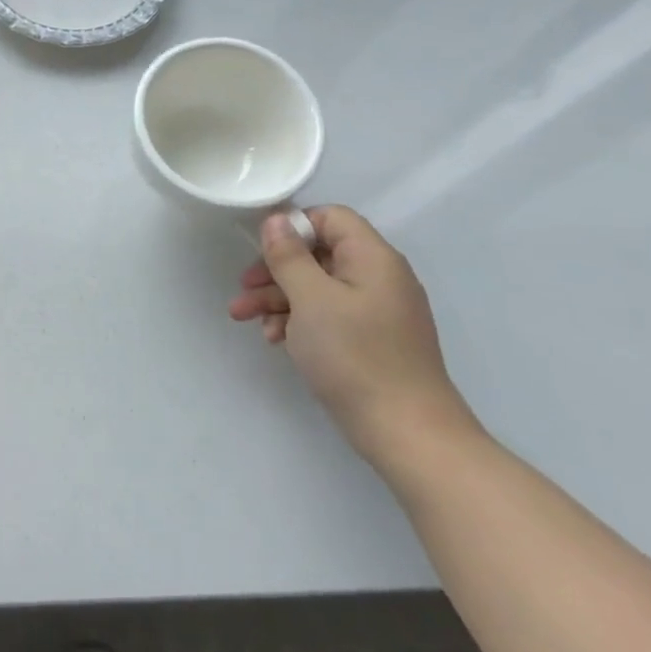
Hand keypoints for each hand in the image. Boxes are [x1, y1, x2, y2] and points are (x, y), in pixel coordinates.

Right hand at [231, 205, 477, 466]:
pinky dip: (298, 321)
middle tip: (243, 288)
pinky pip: (328, 315)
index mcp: (373, 259)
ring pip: (317, 287)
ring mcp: (376, 311)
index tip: (262, 250)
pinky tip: (276, 339)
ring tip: (245, 318)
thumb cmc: (355, 355)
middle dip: (275, 269)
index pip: (331, 218)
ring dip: (278, 298)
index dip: (294, 227)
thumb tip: (277, 219)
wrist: (407, 433)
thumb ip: (289, 256)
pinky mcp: (370, 340)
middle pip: (319, 254)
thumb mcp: (311, 299)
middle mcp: (379, 278)